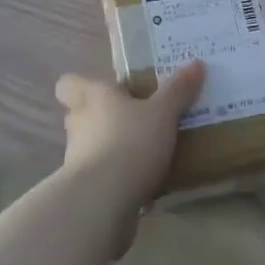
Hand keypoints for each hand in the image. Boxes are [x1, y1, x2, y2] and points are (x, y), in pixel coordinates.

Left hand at [55, 62, 204, 212]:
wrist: (103, 202)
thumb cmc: (130, 143)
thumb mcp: (162, 113)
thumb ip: (178, 90)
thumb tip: (196, 62)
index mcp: (94, 98)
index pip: (69, 83)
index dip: (80, 85)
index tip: (107, 90)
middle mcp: (79, 124)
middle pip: (81, 115)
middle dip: (102, 118)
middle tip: (133, 119)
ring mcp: (77, 160)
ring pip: (91, 147)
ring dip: (111, 150)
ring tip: (144, 154)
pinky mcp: (84, 192)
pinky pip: (102, 179)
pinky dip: (118, 181)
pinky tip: (144, 187)